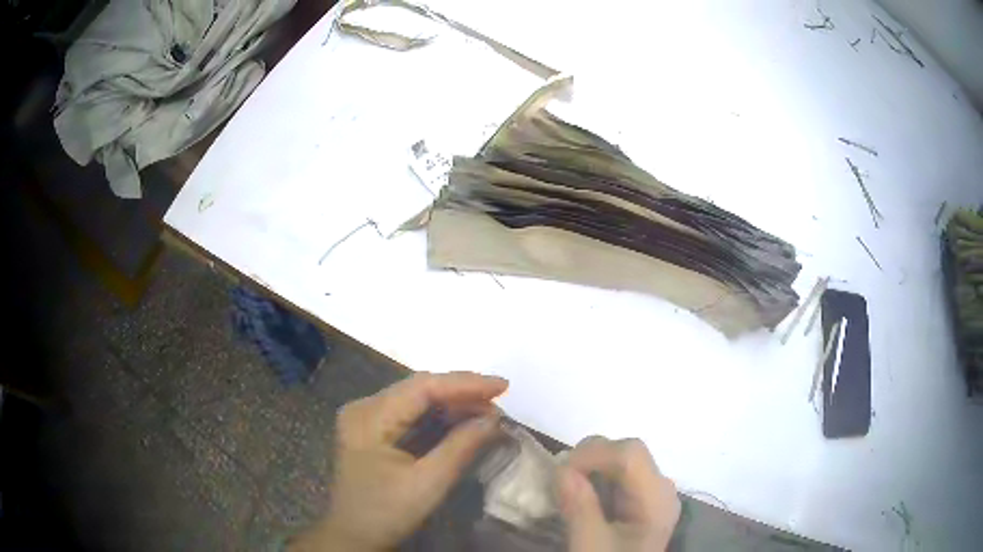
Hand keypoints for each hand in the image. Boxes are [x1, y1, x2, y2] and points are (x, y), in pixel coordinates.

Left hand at [290, 372, 507, 551]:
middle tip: (498, 400)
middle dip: (460, 392)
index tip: (502, 386)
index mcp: (369, 418)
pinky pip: (409, 413)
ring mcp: (365, 418)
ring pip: (415, 399)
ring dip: (451, 403)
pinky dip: (437, 416)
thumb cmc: (386, 513)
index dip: (464, 383)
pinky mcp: (371, 430)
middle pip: (418, 388)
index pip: (422, 387)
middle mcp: (363, 408)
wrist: (353, 536)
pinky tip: (461, 420)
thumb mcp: (427, 484)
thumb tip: (494, 418)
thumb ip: (460, 447)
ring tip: (487, 412)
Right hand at [557, 436, 680, 551]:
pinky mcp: (641, 502)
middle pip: (629, 452)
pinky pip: (620, 477)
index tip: (559, 471)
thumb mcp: (590, 545)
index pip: (631, 454)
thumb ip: (579, 507)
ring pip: (623, 461)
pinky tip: (580, 494)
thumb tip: (561, 468)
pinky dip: (596, 477)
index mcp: (656, 500)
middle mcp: (661, 489)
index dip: (594, 454)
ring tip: (565, 486)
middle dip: (591, 457)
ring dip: (591, 466)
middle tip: (559, 479)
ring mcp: (653, 495)